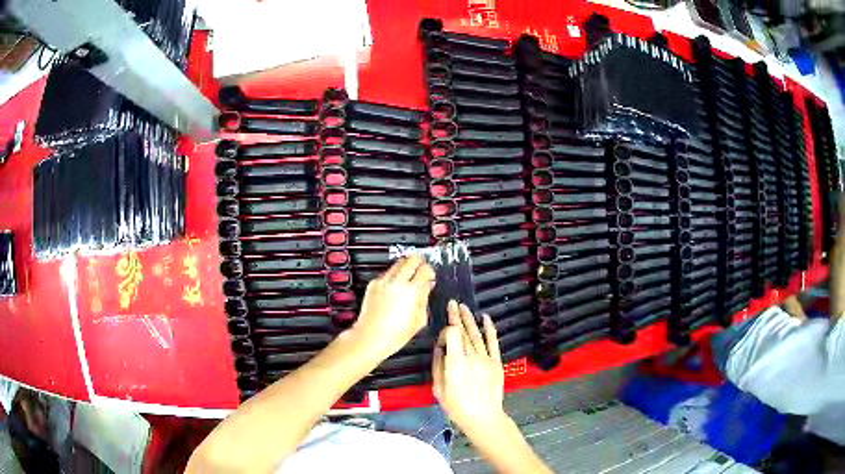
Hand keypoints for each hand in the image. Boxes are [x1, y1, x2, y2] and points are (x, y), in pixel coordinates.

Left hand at [351, 256, 434, 359]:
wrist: (371, 337)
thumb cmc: (395, 334)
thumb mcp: (420, 319)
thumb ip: (425, 299)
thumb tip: (427, 287)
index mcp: (411, 290)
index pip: (425, 269)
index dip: (430, 272)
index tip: (430, 276)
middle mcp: (397, 282)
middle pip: (411, 259)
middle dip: (419, 262)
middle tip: (422, 269)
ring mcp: (383, 281)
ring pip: (398, 262)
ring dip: (406, 266)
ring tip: (410, 277)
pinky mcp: (373, 284)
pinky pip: (387, 272)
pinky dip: (394, 275)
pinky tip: (396, 286)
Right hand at [432, 301, 506, 434]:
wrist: (483, 417)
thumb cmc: (457, 407)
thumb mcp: (439, 389)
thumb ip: (438, 367)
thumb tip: (439, 350)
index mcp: (455, 363)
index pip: (452, 335)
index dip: (445, 332)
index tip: (441, 340)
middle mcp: (471, 357)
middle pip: (463, 332)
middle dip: (456, 317)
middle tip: (452, 303)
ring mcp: (486, 358)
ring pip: (476, 334)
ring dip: (469, 319)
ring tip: (463, 307)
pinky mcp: (496, 362)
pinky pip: (493, 342)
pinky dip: (489, 329)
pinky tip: (485, 318)